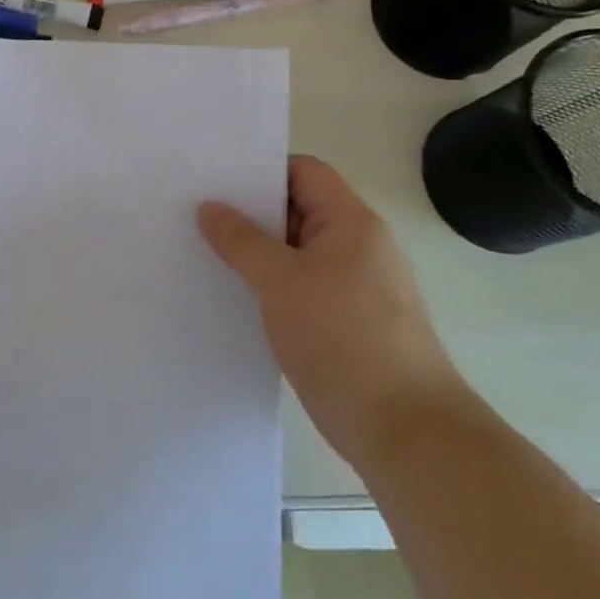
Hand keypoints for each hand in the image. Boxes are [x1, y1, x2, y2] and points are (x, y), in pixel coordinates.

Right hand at [199, 156, 464, 470]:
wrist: (402, 428)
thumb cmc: (343, 338)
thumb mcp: (281, 282)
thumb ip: (241, 241)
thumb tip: (209, 207)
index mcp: (352, 222)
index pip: (305, 172)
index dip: (262, 170)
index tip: (215, 180)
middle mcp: (358, 246)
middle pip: (299, 209)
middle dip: (250, 212)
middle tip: (196, 213)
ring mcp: (354, 285)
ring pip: (297, 252)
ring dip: (257, 252)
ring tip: (204, 251)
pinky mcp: (346, 321)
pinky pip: (301, 286)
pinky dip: (270, 285)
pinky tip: (233, 295)